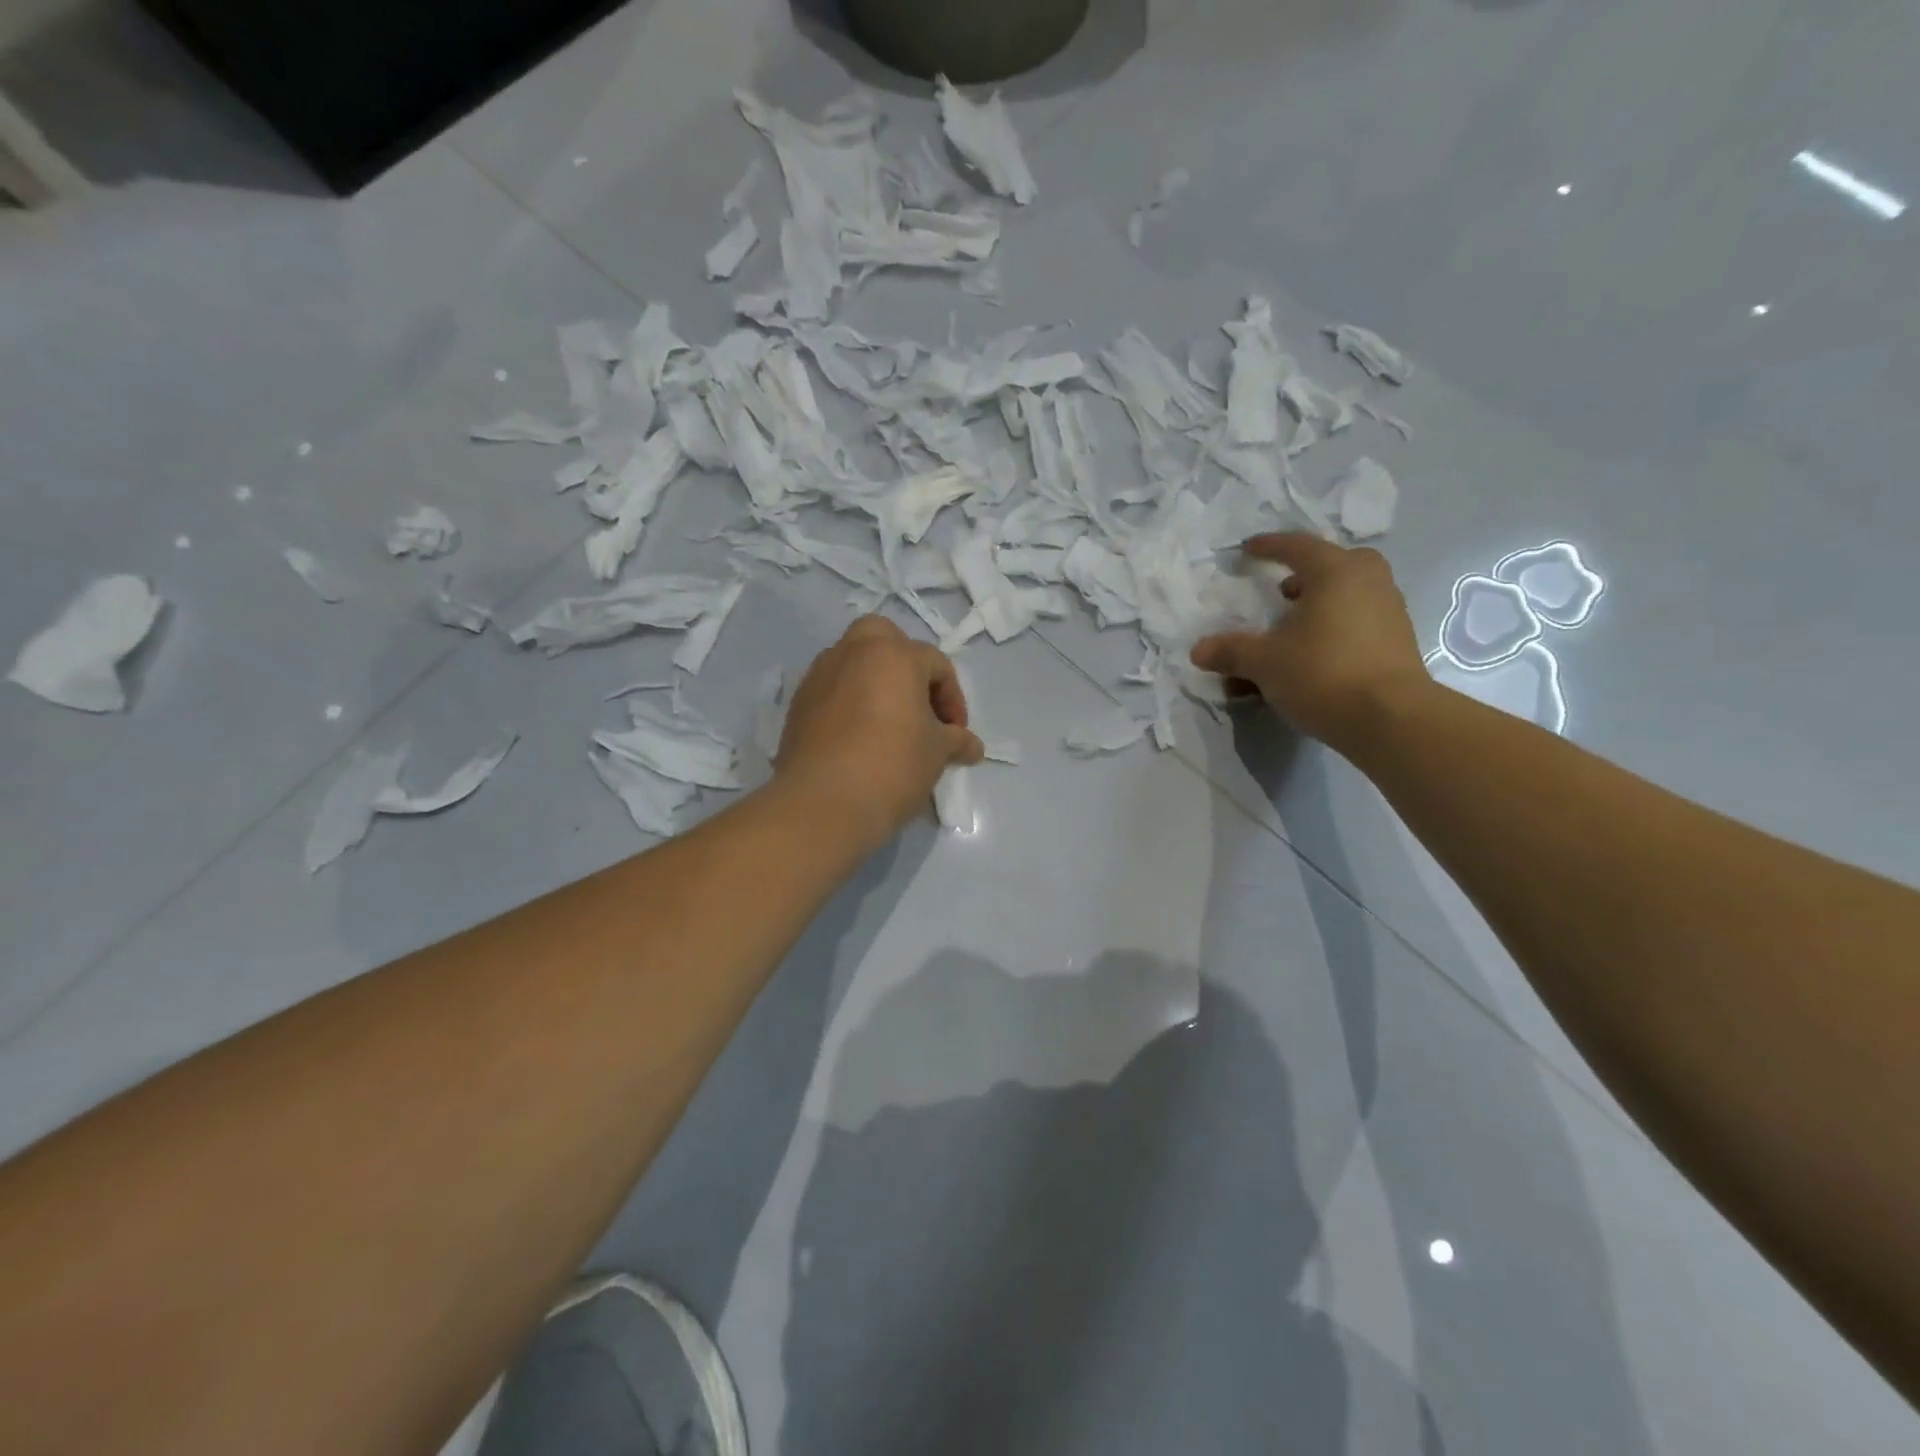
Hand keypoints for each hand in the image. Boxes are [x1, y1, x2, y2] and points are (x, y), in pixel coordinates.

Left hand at [777, 615, 984, 848]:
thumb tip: (971, 746)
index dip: (953, 699)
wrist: (824, 803)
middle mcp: (852, 653)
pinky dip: (848, 703)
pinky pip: (831, 691)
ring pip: (852, 662)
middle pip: (883, 638)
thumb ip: (956, 740)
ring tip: (888, 724)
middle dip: (905, 663)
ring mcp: (819, 676)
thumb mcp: (937, 753)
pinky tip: (858, 739)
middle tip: (917, 704)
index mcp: (893, 655)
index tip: (956, 735)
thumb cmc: (893, 765)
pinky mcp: (797, 705)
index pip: (936, 664)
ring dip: (873, 682)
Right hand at [1191, 533, 1429, 749]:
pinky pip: (1357, 624)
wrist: (1389, 718)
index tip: (1248, 550)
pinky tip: (1312, 658)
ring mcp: (1388, 612)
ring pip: (1347, 597)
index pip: (1297, 547)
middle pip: (1334, 566)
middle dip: (1305, 576)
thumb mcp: (1264, 662)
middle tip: (1282, 592)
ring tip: (1290, 633)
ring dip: (1318, 607)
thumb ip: (1231, 651)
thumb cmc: (1321, 672)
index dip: (1269, 547)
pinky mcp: (1397, 644)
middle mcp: (1368, 583)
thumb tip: (1199, 651)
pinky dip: (1332, 631)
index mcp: (1335, 572)